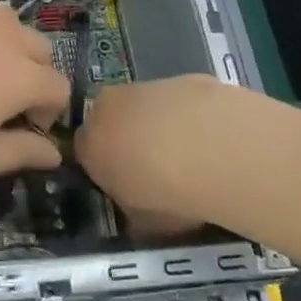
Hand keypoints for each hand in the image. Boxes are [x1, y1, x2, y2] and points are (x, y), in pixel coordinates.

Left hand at [0, 0, 68, 189]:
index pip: (58, 89)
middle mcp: (2, 37)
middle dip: (33, 79)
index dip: (47, 115)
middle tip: (1, 111)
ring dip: (9, 44)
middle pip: (40, 50)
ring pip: (9, 20)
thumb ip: (17, 154)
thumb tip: (53, 154)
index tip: (23, 134)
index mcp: (20, 78)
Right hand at [75, 75, 273, 235]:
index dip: (106, 166)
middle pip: (111, 120)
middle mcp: (108, 108)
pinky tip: (214, 137)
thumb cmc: (167, 195)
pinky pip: (179, 99)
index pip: (86, 152)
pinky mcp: (180, 78)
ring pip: (145, 105)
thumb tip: (139, 219)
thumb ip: (135, 214)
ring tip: (191, 153)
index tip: (126, 182)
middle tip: (155, 165)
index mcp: (90, 145)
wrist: (211, 149)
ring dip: (159, 123)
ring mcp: (144, 87)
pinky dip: (190, 114)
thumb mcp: (144, 223)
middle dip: (128, 137)